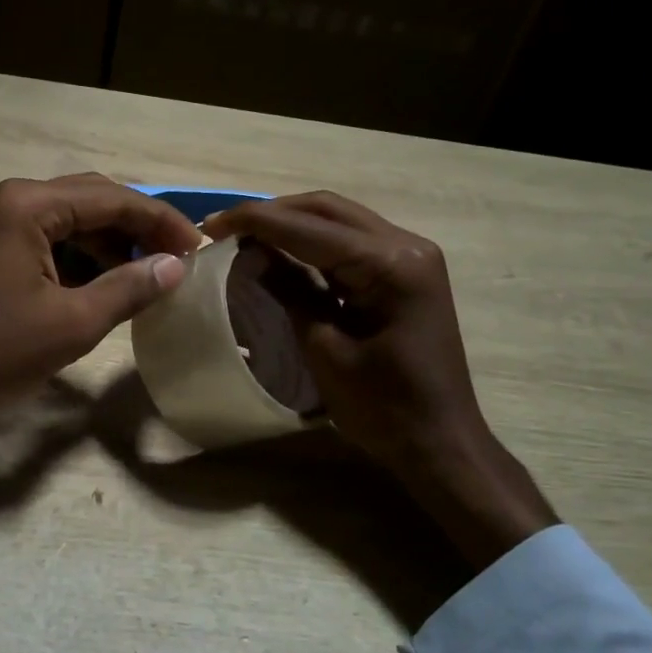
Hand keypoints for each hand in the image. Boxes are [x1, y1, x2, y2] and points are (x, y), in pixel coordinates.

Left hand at [0, 175, 198, 487]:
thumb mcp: (73, 323)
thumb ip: (129, 288)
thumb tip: (175, 267)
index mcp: (30, 205)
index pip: (113, 199)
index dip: (161, 221)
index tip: (198, 248)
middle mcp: (13, 200)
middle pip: (92, 200)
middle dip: (139, 228)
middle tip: (178, 259)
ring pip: (72, 221)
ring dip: (112, 245)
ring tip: (149, 276)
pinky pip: (49, 241)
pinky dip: (82, 259)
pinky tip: (105, 285)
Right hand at [203, 192, 556, 568]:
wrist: (440, 443)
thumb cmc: (383, 408)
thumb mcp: (325, 350)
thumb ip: (291, 292)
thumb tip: (251, 255)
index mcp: (391, 265)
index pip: (310, 227)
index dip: (256, 222)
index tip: (211, 225)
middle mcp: (406, 245)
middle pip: (328, 209)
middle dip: (272, 213)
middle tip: (225, 228)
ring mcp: (410, 256)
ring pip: (339, 220)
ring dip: (292, 223)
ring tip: (244, 235)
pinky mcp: (406, 272)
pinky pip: (351, 243)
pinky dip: (313, 242)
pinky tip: (281, 250)